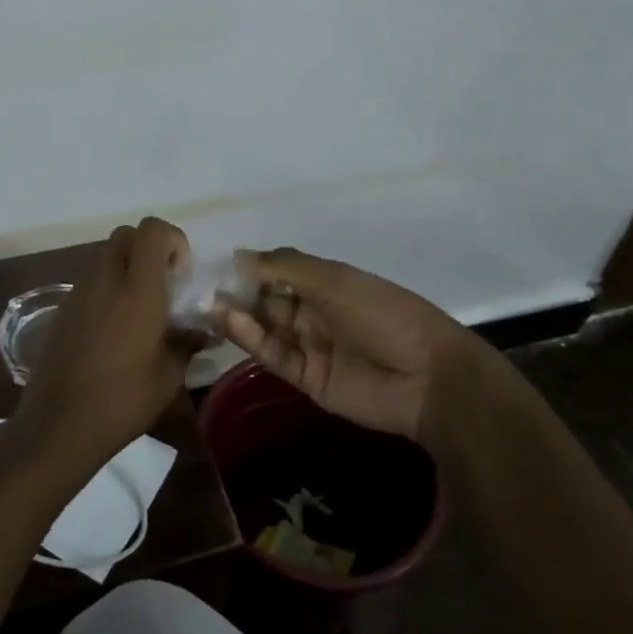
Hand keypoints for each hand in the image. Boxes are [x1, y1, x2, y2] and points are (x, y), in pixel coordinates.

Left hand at [9, 218, 192, 473]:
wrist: (58, 425)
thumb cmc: (122, 400)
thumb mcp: (168, 375)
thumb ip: (188, 342)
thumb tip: (204, 330)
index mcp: (137, 290)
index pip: (152, 230)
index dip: (172, 240)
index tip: (181, 274)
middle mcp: (106, 279)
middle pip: (127, 234)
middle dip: (149, 248)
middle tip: (163, 284)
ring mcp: (79, 291)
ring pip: (106, 254)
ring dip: (127, 266)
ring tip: (141, 307)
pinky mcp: (63, 308)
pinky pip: (91, 279)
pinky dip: (108, 286)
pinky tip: (115, 326)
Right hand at [216, 248, 497, 440]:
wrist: (428, 378)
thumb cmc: (385, 314)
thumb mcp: (335, 280)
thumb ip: (286, 267)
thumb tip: (240, 255)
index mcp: (328, 284)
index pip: (280, 271)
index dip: (253, 267)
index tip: (219, 263)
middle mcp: (316, 312)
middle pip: (269, 300)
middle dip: (240, 292)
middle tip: (204, 287)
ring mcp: (311, 346)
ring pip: (267, 328)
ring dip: (240, 316)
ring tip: (209, 305)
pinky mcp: (307, 378)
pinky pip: (274, 355)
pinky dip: (251, 339)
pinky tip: (230, 323)